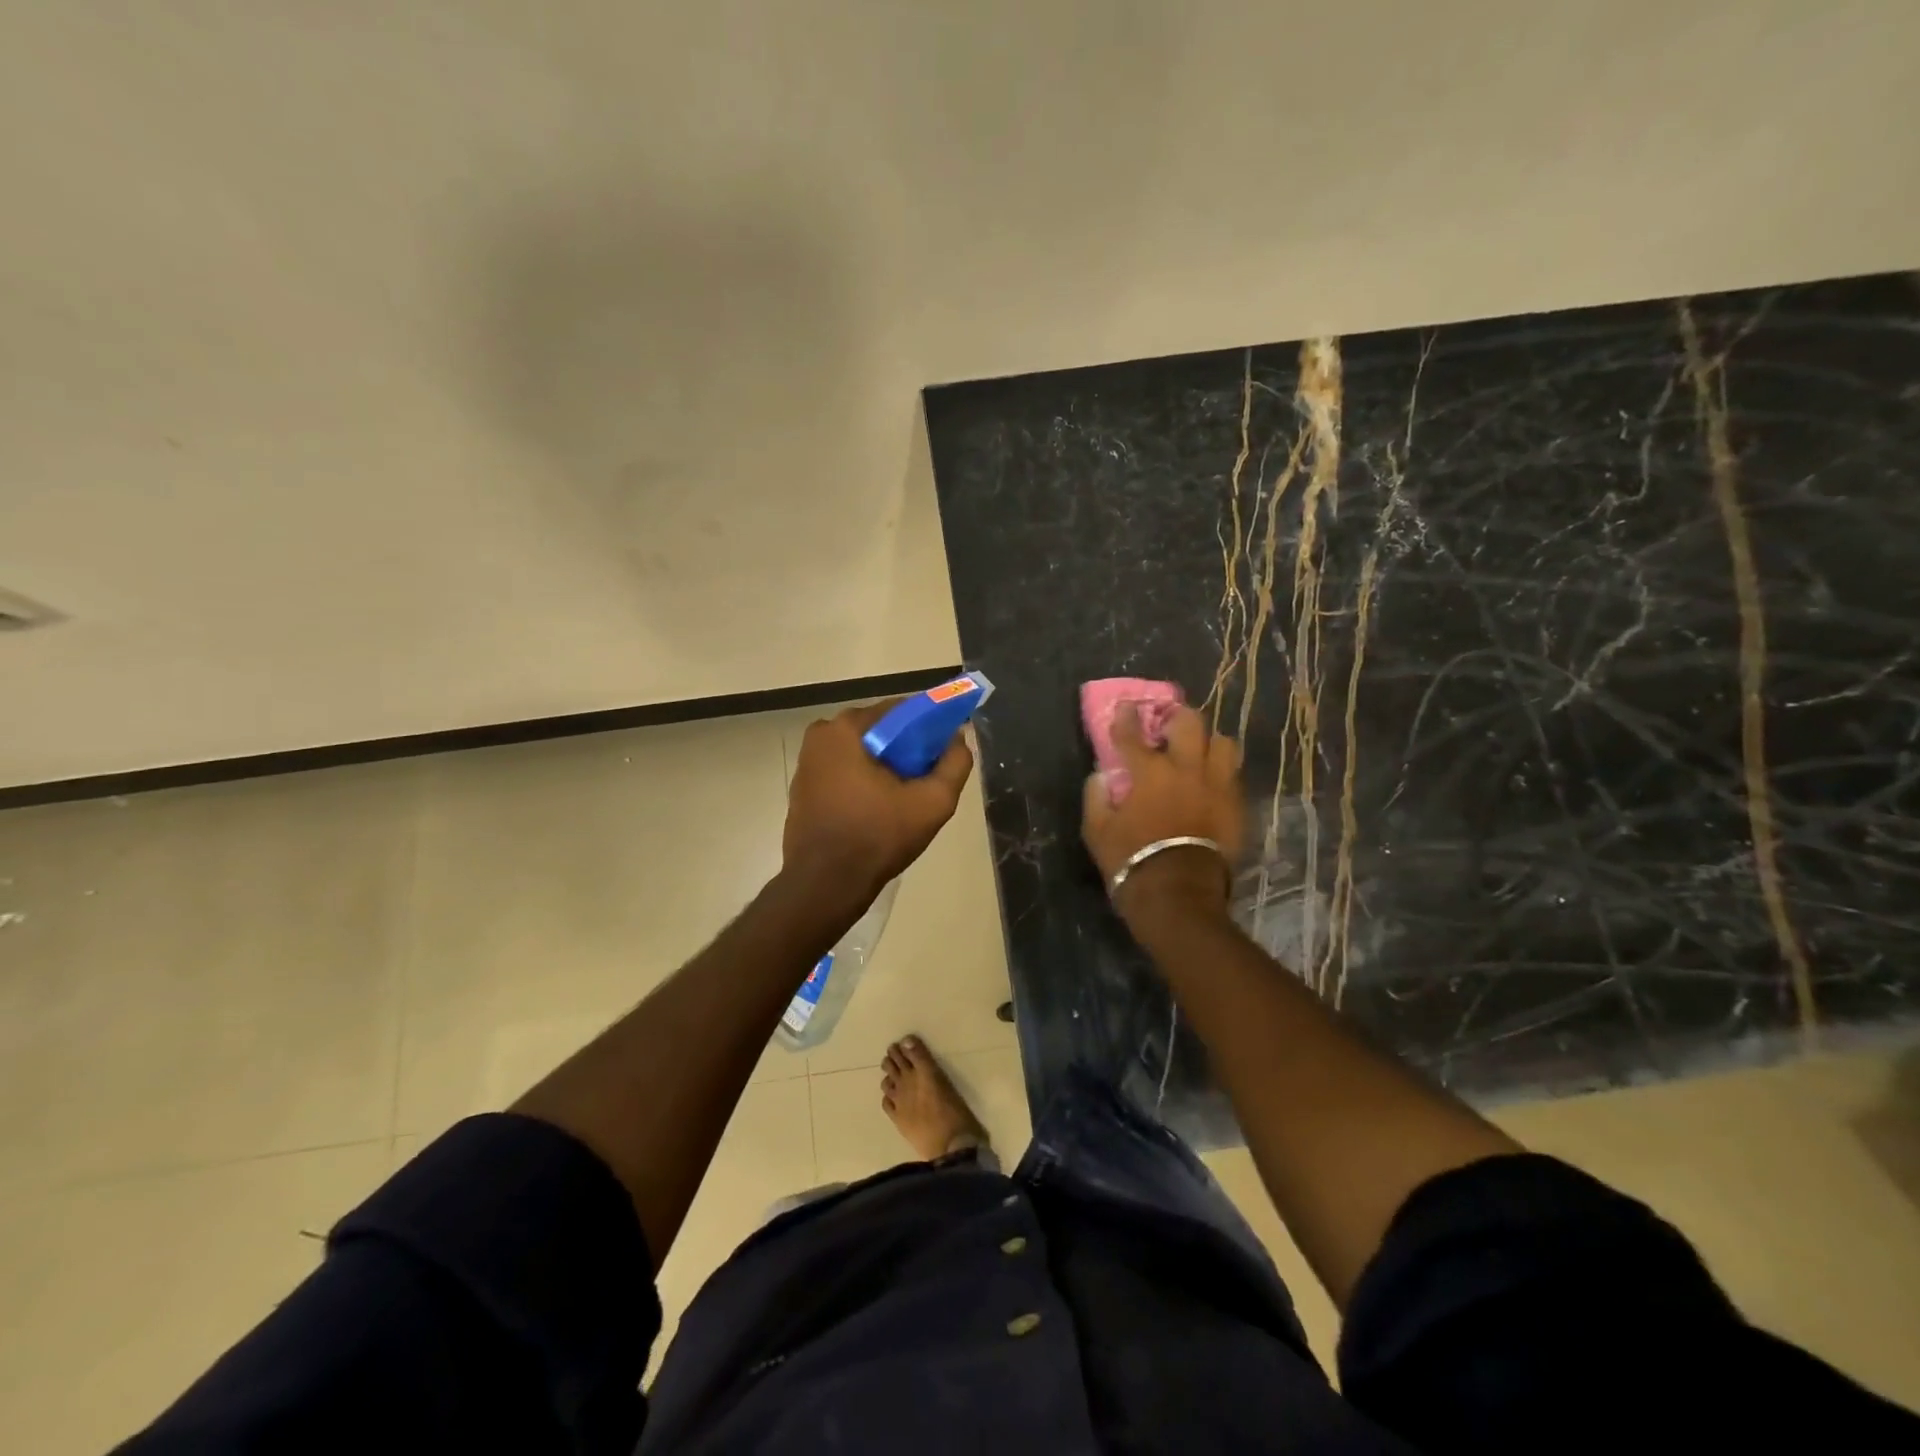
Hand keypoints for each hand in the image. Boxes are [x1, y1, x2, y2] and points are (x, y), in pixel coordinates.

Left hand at [783, 699, 973, 908]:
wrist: (824, 885)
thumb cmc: (878, 838)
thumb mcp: (932, 802)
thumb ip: (955, 763)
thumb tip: (959, 738)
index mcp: (846, 728)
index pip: (901, 711)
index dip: (929, 727)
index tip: (945, 750)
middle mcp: (821, 736)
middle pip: (880, 731)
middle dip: (906, 749)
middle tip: (927, 779)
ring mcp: (807, 762)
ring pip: (862, 753)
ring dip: (885, 767)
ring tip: (906, 798)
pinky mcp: (803, 787)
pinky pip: (844, 771)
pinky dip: (864, 781)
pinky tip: (880, 809)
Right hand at [1082, 702, 1242, 920]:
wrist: (1179, 897)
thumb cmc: (1132, 862)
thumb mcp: (1097, 832)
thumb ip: (1096, 798)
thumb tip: (1101, 777)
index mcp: (1150, 773)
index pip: (1133, 734)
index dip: (1126, 717)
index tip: (1125, 707)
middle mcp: (1187, 770)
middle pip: (1190, 723)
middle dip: (1177, 716)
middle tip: (1168, 724)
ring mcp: (1218, 786)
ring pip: (1223, 743)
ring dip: (1209, 742)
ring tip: (1199, 752)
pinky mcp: (1237, 806)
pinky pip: (1234, 775)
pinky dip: (1221, 772)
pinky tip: (1211, 782)